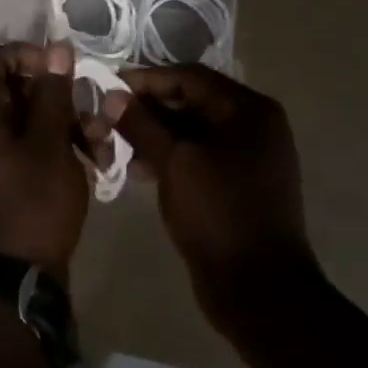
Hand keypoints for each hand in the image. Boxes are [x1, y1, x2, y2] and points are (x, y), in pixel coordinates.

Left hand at [0, 42, 90, 281]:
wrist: (17, 280)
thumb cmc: (33, 205)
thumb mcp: (50, 145)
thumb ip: (53, 95)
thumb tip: (56, 48)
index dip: (22, 54)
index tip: (57, 67)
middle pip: (17, 92)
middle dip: (59, 96)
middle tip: (91, 109)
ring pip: (33, 122)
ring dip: (69, 124)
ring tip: (101, 142)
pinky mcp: (15, 183)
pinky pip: (36, 150)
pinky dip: (63, 149)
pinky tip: (97, 164)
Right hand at [106, 64, 317, 335]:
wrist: (259, 290)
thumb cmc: (218, 215)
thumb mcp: (175, 163)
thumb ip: (142, 124)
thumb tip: (113, 96)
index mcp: (249, 110)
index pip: (190, 78)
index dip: (147, 80)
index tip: (109, 88)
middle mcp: (255, 126)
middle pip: (192, 102)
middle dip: (149, 109)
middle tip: (108, 117)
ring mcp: (249, 157)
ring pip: (193, 131)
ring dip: (155, 135)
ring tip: (116, 144)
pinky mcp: (239, 184)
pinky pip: (200, 157)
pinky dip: (171, 157)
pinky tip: (139, 169)